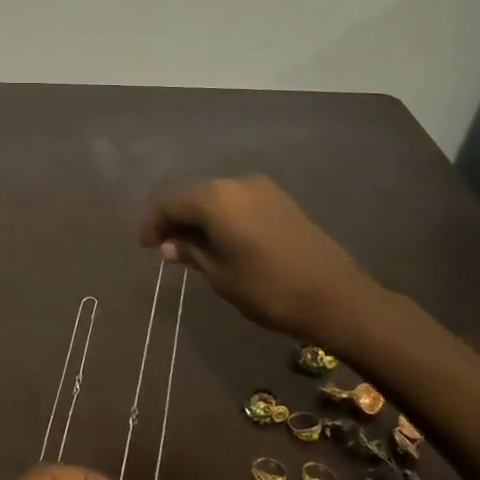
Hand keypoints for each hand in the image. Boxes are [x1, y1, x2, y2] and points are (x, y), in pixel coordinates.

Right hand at [140, 175, 383, 342]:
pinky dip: (223, 217)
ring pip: (217, 198)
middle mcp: (236, 183)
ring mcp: (262, 189)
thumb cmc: (267, 288)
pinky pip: (238, 202)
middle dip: (176, 219)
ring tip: (192, 247)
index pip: (170, 203)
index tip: (145, 246)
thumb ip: (191, 253)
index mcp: (215, 198)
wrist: (335, 296)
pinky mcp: (281, 201)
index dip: (153, 223)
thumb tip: (168, 245)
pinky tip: (221, 240)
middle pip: (193, 196)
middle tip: (165, 248)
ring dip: (200, 218)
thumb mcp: (219, 274)